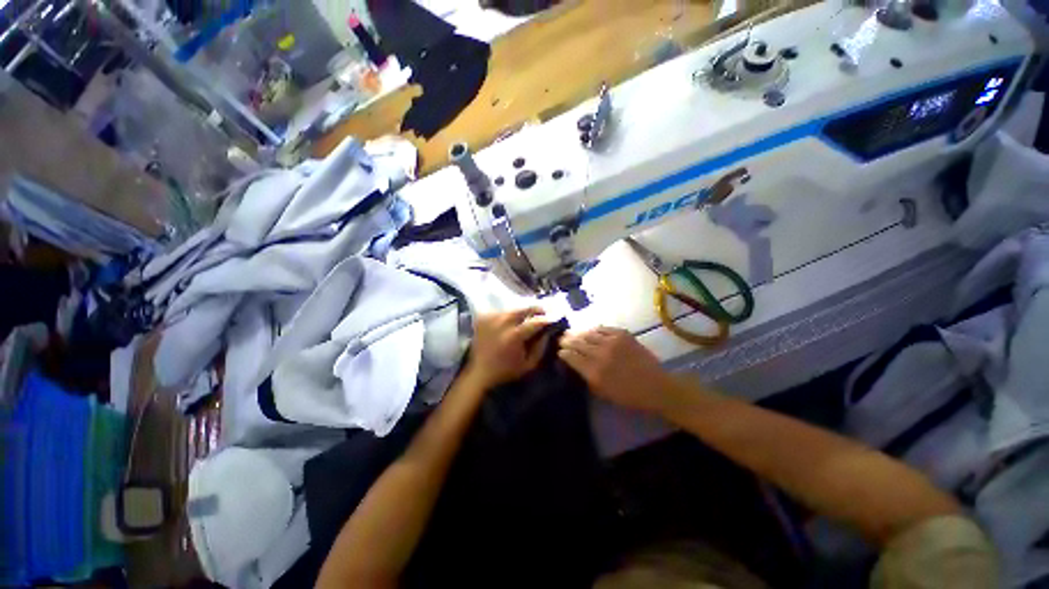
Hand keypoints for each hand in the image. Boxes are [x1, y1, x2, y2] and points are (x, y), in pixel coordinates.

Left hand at [464, 308, 551, 388]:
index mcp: (514, 336)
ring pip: (512, 308)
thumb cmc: (507, 371)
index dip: (547, 318)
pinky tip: (512, 321)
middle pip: (523, 308)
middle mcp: (502, 323)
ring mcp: (491, 318)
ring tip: (528, 316)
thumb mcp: (529, 364)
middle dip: (536, 308)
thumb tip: (548, 331)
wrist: (480, 372)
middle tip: (543, 312)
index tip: (555, 317)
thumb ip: (541, 347)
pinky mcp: (483, 318)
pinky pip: (501, 311)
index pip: (535, 321)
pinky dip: (509, 314)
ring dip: (522, 311)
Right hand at [559, 327, 675, 413]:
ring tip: (574, 334)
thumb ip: (586, 377)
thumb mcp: (603, 393)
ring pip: (588, 333)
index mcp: (594, 372)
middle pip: (577, 342)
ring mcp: (612, 342)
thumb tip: (575, 364)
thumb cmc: (628, 396)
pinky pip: (603, 328)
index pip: (571, 357)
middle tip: (562, 339)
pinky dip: (595, 330)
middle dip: (567, 340)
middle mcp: (600, 354)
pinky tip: (592, 332)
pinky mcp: (623, 334)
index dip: (563, 353)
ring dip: (579, 334)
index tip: (560, 351)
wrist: (656, 387)